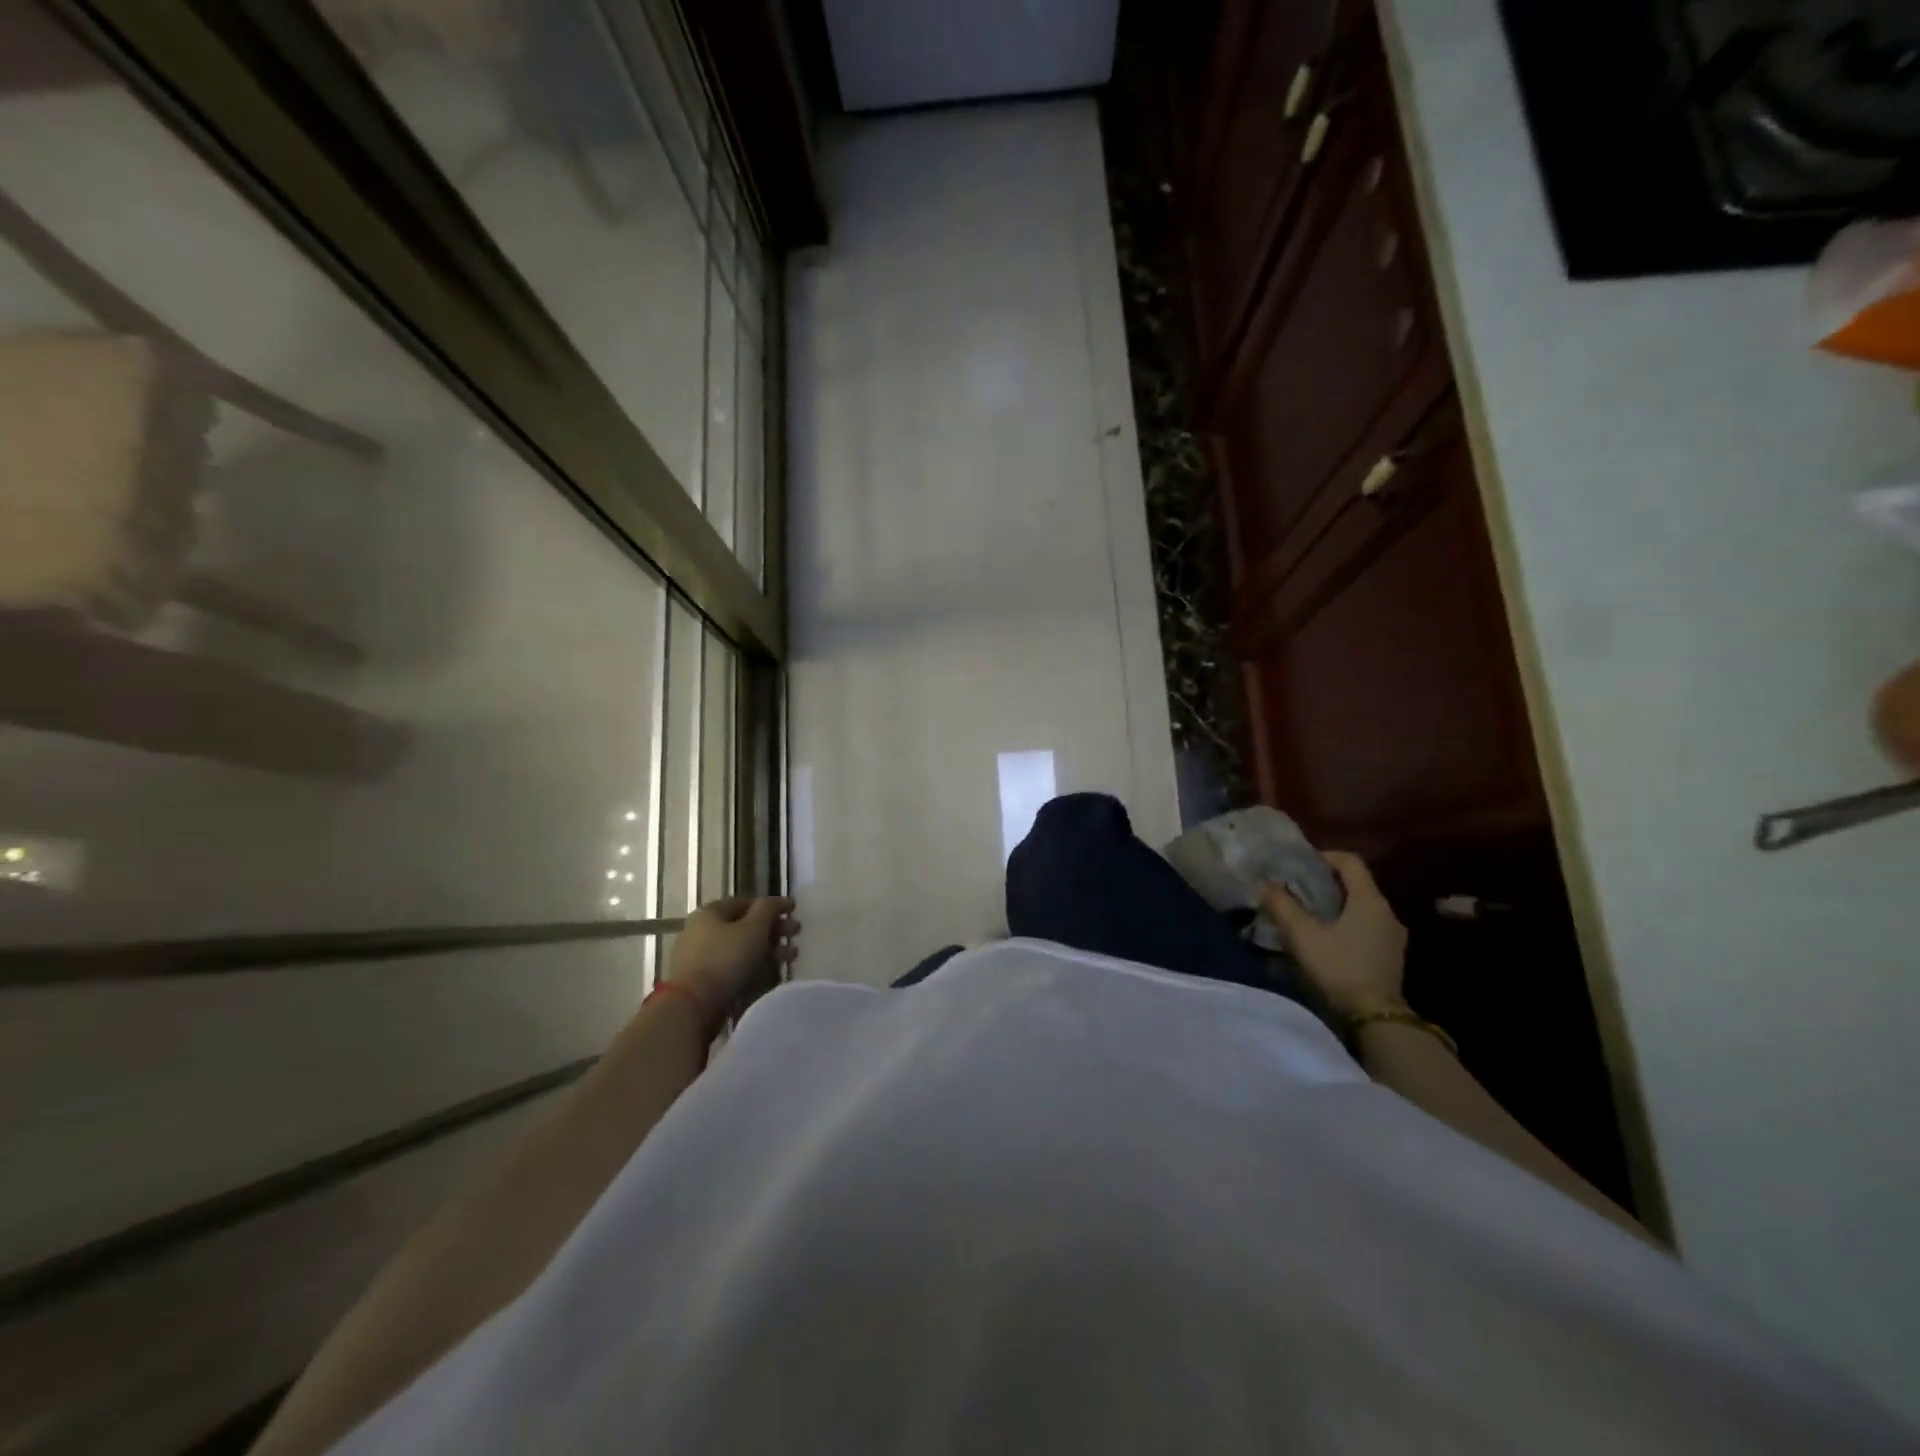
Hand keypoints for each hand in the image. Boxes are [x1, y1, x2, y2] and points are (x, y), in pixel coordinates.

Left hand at [667, 897, 799, 1021]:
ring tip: (791, 956)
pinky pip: (734, 967)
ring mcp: (700, 957)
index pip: (745, 902)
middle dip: (774, 929)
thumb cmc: (725, 959)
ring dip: (769, 949)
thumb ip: (768, 909)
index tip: (793, 911)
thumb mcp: (753, 928)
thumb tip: (776, 901)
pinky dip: (754, 967)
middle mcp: (701, 931)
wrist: (692, 1006)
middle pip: (744, 925)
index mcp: (710, 913)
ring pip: (741, 948)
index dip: (772, 905)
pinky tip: (772, 973)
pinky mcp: (703, 981)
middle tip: (796, 933)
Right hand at [1260, 852, 1405, 1018]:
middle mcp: (1387, 912)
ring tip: (1309, 915)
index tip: (1299, 864)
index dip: (1324, 856)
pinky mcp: (1392, 956)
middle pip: (1356, 884)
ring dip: (1336, 905)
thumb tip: (1264, 883)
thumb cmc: (1339, 968)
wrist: (1377, 1018)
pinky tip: (1327, 939)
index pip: (1350, 861)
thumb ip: (1282, 906)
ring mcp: (1393, 935)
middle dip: (1326, 882)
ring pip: (1362, 907)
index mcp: (1369, 900)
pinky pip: (1367, 926)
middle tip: (1297, 889)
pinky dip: (1347, 923)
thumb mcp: (1302, 935)